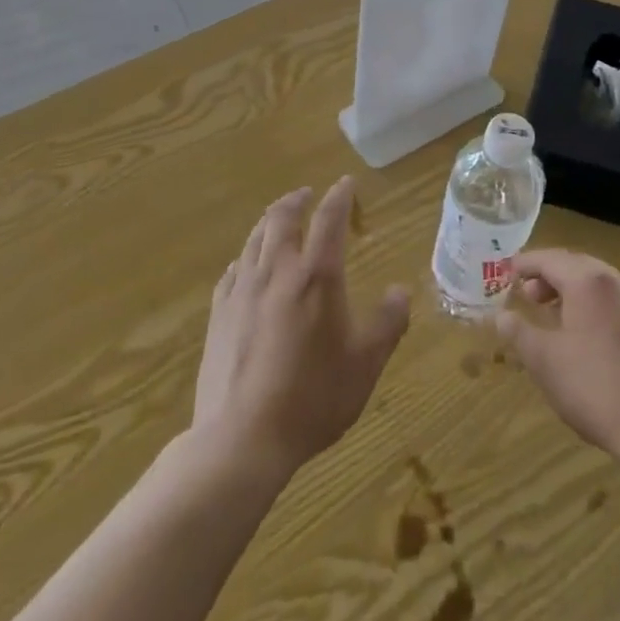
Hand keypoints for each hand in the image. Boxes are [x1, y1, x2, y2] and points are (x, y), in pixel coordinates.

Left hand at [193, 178, 410, 480]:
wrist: (242, 438)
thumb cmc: (312, 398)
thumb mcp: (365, 364)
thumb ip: (388, 323)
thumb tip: (400, 291)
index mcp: (316, 277)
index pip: (329, 220)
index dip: (339, 196)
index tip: (346, 182)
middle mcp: (277, 271)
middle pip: (282, 218)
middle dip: (297, 200)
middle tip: (307, 194)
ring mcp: (242, 290)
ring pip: (255, 239)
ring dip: (270, 221)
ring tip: (278, 218)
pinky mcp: (219, 312)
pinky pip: (233, 270)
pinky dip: (246, 256)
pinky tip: (247, 265)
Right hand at [495, 249, 619, 466]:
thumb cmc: (596, 390)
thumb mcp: (544, 362)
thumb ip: (518, 332)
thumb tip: (501, 315)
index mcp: (588, 282)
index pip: (549, 259)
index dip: (525, 263)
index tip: (508, 272)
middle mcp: (618, 282)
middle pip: (577, 265)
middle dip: (550, 276)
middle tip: (530, 296)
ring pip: (602, 284)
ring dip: (575, 291)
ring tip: (558, 317)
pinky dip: (599, 307)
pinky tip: (594, 338)